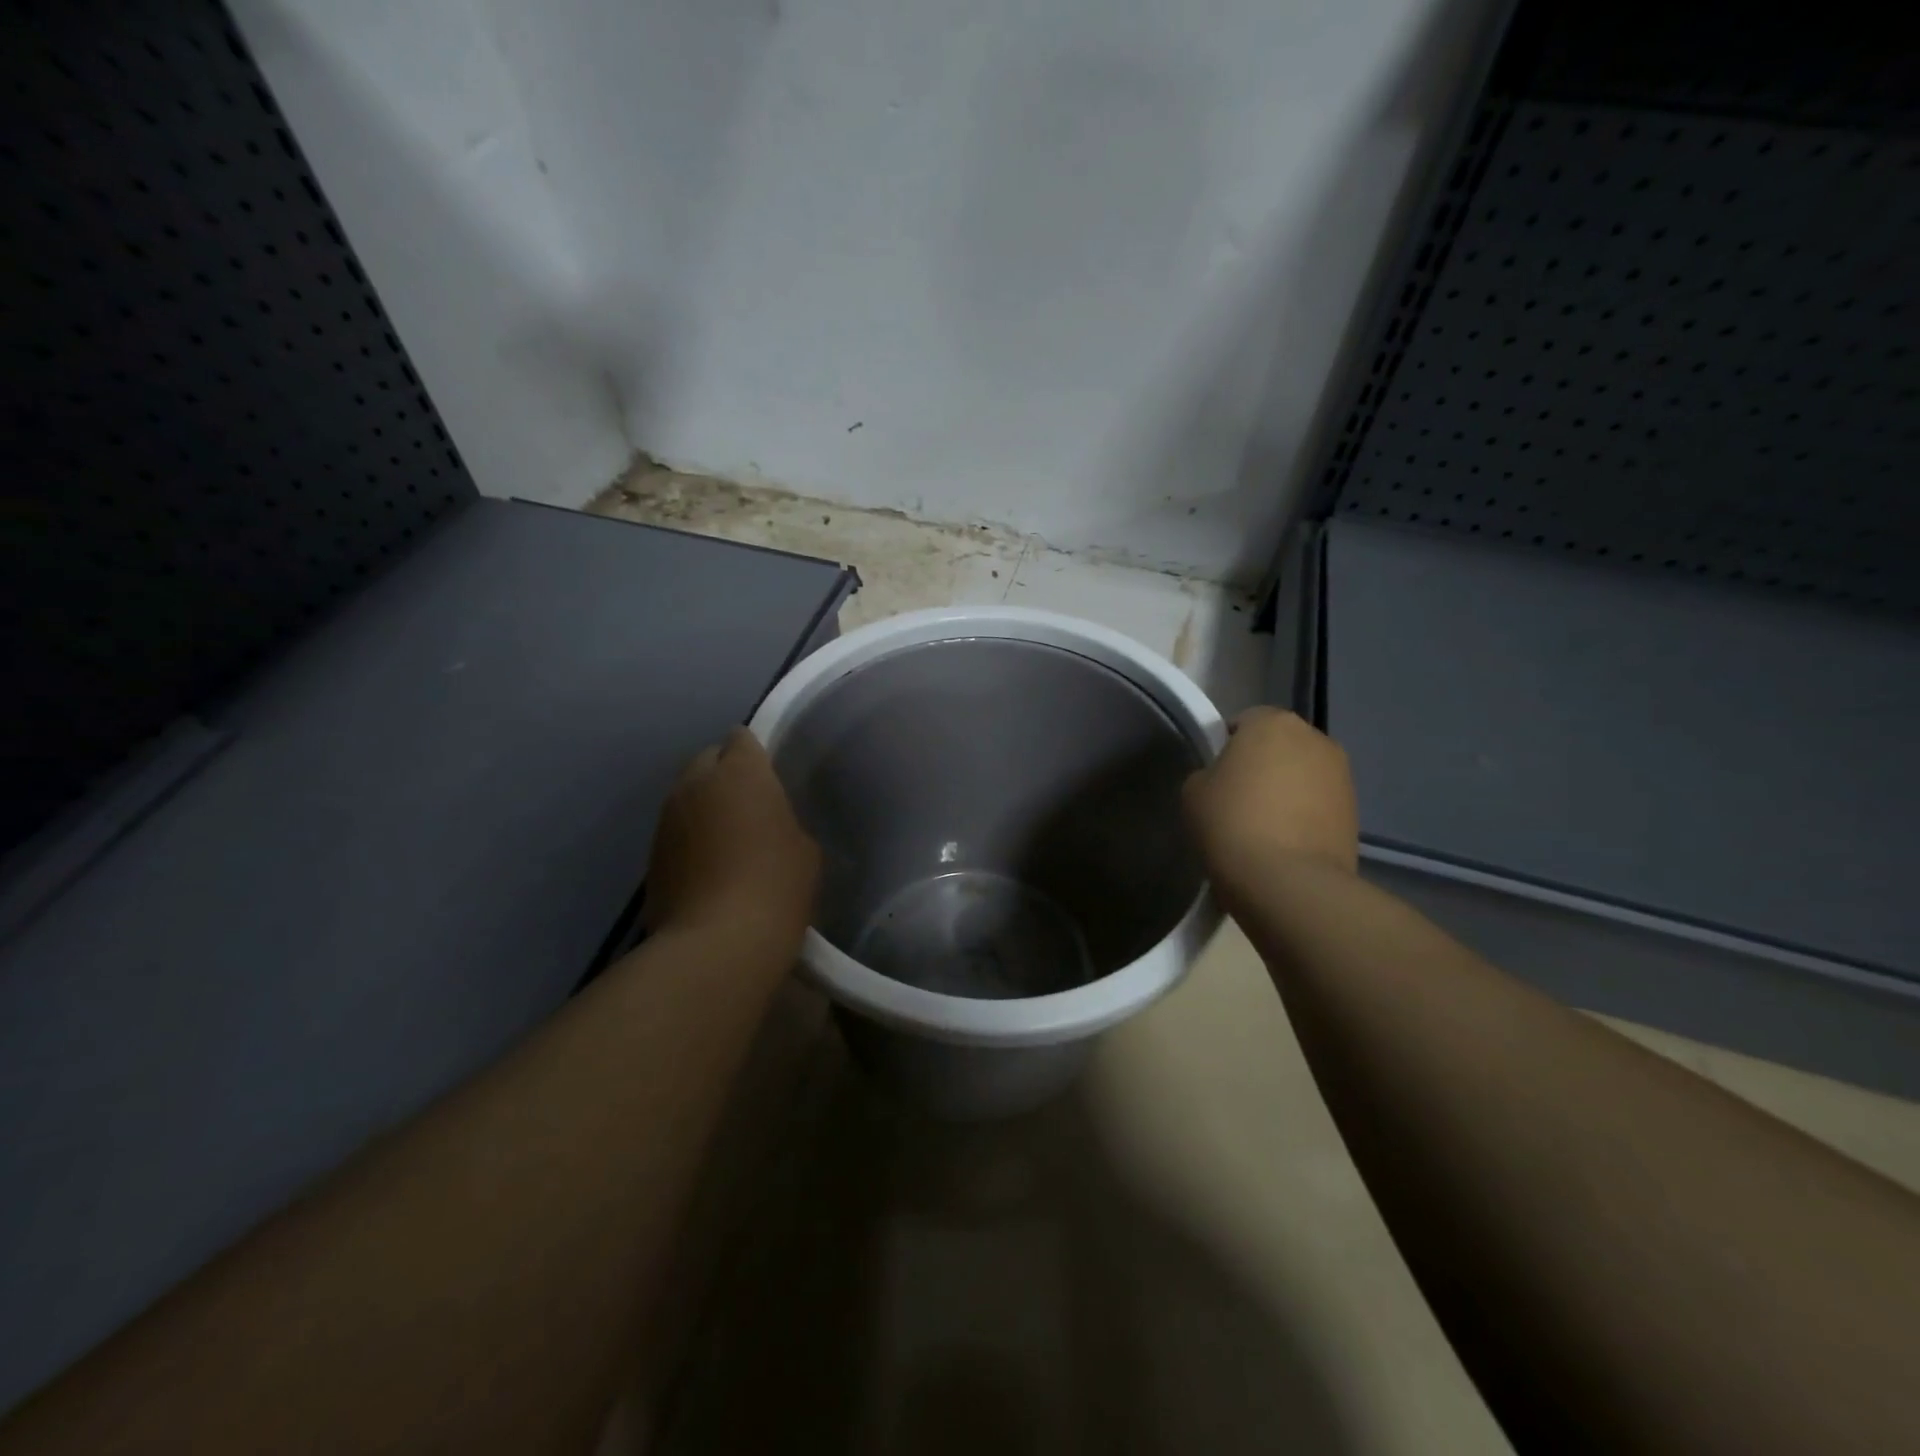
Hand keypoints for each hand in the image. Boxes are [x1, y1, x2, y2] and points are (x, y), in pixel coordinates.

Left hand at [643, 728, 819, 956]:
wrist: (717, 943)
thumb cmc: (775, 886)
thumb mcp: (804, 849)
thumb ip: (783, 821)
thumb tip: (767, 825)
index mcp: (740, 772)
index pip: (742, 739)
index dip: (755, 754)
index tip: (769, 777)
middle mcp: (695, 784)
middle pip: (707, 760)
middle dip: (724, 774)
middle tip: (749, 805)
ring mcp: (666, 819)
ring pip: (686, 796)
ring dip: (704, 807)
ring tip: (727, 838)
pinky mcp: (650, 855)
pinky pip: (675, 831)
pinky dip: (690, 839)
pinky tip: (708, 868)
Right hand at [1183, 708, 1358, 890]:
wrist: (1288, 882)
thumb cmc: (1231, 823)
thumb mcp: (1194, 791)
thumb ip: (1209, 773)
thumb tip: (1226, 780)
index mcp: (1273, 722)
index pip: (1243, 721)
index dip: (1225, 747)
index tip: (1214, 777)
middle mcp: (1315, 738)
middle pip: (1278, 746)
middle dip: (1261, 766)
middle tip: (1236, 801)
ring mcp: (1342, 776)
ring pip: (1302, 776)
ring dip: (1285, 792)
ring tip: (1262, 828)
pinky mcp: (1355, 813)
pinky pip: (1318, 805)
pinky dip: (1302, 817)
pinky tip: (1283, 845)